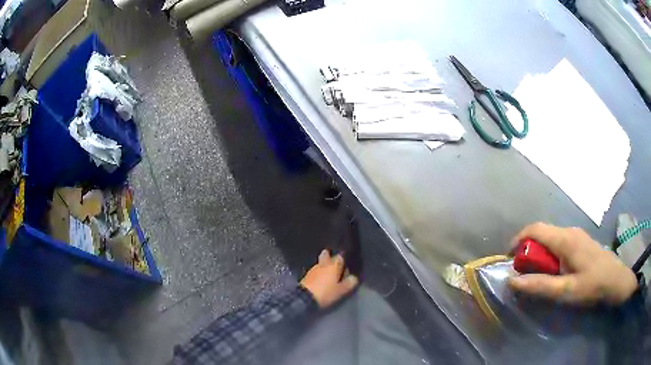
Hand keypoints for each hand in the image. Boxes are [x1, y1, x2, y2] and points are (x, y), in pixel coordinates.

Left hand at [300, 250, 358, 307]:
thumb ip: (349, 283)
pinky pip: (315, 270)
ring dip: (324, 265)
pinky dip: (318, 272)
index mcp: (333, 265)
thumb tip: (354, 277)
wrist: (304, 298)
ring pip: (320, 262)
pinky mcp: (306, 275)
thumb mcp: (341, 290)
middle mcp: (323, 264)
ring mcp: (313, 268)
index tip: (346, 265)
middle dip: (330, 256)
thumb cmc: (326, 292)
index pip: (340, 256)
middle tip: (335, 264)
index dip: (344, 259)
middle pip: (327, 255)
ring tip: (328, 272)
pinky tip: (321, 278)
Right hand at [507, 222, 637, 305]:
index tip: (509, 259)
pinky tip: (555, 271)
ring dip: (539, 254)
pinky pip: (558, 242)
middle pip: (542, 233)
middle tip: (524, 274)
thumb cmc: (592, 285)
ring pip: (550, 238)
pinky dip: (549, 255)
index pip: (535, 229)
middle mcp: (569, 231)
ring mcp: (576, 235)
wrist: (616, 279)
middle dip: (528, 251)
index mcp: (565, 239)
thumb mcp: (565, 291)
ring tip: (538, 275)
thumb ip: (539, 286)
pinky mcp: (580, 241)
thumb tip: (512, 281)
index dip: (518, 240)